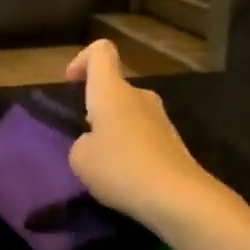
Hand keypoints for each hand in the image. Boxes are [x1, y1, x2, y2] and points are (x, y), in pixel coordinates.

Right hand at [65, 40, 216, 230]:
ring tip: (104, 165)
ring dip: (114, 132)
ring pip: (128, 114)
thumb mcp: (80, 159)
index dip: (82, 60)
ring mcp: (160, 119)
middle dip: (96, 110)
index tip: (71, 83)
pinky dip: (131, 149)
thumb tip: (95, 143)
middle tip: (85, 141)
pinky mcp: (173, 142)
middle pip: (114, 89)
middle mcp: (139, 97)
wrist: (177, 197)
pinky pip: (143, 135)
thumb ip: (81, 143)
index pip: (101, 52)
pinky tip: (127, 177)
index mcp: (112, 92)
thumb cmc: (120, 168)